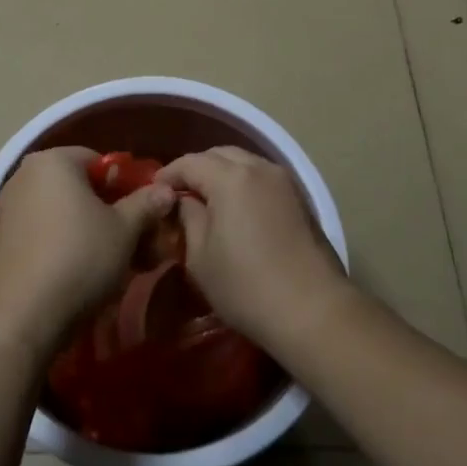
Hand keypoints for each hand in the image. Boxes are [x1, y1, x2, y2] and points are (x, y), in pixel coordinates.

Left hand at [0, 147, 176, 359]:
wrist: (22, 318)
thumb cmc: (79, 258)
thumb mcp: (124, 230)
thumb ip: (146, 203)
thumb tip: (167, 188)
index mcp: (53, 160)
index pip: (100, 161)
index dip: (127, 186)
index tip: (143, 216)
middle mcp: (25, 175)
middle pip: (80, 186)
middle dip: (110, 211)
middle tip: (135, 242)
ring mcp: (9, 207)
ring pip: (63, 211)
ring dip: (90, 230)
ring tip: (114, 262)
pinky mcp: (2, 239)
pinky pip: (44, 230)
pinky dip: (65, 243)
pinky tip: (82, 273)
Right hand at [158, 147, 350, 353]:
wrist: (312, 310)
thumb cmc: (246, 286)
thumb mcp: (200, 257)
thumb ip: (188, 218)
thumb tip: (185, 202)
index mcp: (230, 177)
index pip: (190, 163)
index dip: (168, 174)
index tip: (154, 190)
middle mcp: (258, 168)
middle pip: (219, 155)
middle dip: (196, 169)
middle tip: (180, 193)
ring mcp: (284, 181)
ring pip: (244, 162)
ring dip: (222, 173)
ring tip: (207, 199)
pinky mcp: (300, 198)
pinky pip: (262, 177)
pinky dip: (243, 183)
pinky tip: (236, 208)